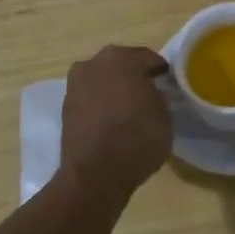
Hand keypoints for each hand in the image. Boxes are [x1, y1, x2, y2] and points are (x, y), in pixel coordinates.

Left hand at [61, 46, 173, 196]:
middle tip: (150, 96)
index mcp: (122, 58)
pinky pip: (91, 98)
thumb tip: (152, 94)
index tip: (169, 86)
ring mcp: (75, 85)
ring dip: (115, 90)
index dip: (161, 72)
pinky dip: (101, 105)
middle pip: (122, 65)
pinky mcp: (65, 108)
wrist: (95, 175)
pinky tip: (113, 122)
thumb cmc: (138, 138)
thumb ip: (159, 96)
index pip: (149, 59)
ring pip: (103, 81)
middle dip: (135, 77)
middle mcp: (94, 63)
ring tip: (130, 111)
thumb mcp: (166, 114)